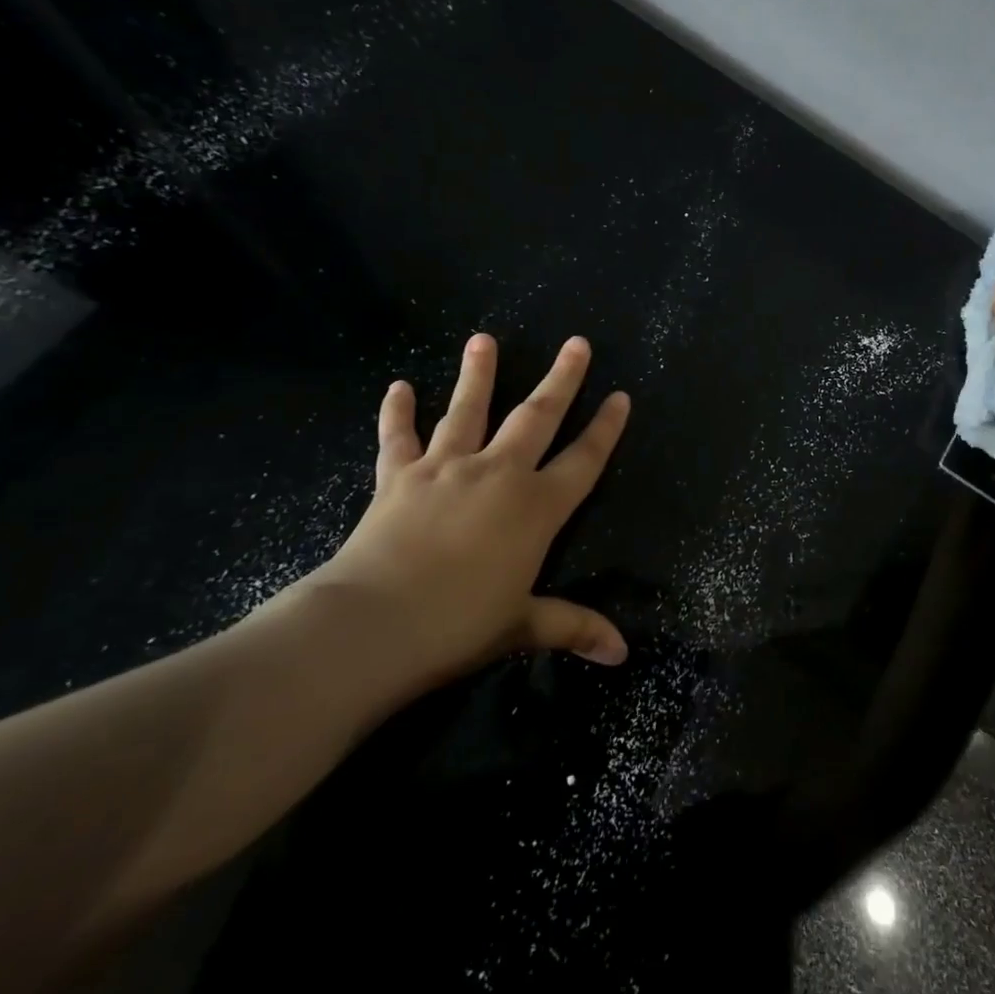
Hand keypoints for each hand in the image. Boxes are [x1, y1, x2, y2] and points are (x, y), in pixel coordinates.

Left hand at [303, 333, 630, 694]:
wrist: (372, 626)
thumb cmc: (458, 626)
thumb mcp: (523, 626)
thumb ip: (573, 627)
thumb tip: (622, 654)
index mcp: (536, 507)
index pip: (584, 459)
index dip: (606, 429)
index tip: (620, 396)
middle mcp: (499, 474)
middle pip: (538, 417)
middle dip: (562, 379)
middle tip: (577, 343)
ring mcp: (447, 469)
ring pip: (469, 411)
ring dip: (478, 375)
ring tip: (482, 339)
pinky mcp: (399, 478)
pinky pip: (398, 438)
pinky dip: (397, 413)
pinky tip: (398, 387)